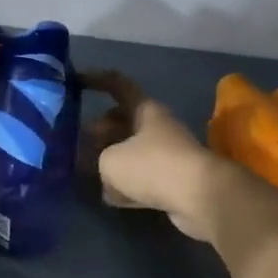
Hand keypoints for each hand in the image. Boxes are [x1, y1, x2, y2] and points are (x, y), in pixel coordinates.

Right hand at [84, 72, 236, 243]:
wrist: (202, 198)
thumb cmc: (153, 166)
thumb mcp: (110, 161)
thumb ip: (99, 161)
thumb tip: (106, 174)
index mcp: (144, 110)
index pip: (117, 85)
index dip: (96, 79)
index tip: (75, 81)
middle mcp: (157, 127)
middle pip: (123, 121)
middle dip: (100, 129)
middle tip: (78, 141)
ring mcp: (168, 155)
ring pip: (132, 151)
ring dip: (112, 159)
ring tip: (89, 170)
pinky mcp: (174, 182)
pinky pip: (143, 178)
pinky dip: (127, 185)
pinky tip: (110, 197)